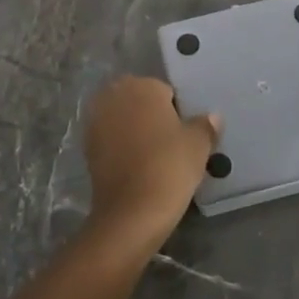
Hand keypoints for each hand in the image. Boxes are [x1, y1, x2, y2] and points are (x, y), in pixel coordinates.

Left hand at [81, 77, 219, 256]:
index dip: (177, 112)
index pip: (165, 91)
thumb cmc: (169, 166)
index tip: (184, 134)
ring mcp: (96, 121)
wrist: (132, 212)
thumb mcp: (198, 145)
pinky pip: (110, 139)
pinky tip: (136, 167)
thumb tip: (212, 117)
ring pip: (123, 119)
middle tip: (170, 144)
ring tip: (153, 156)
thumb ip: (205, 125)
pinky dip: (121, 147)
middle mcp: (115, 96)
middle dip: (151, 116)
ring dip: (134, 130)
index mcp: (143, 86)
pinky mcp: (87, 147)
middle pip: (139, 101)